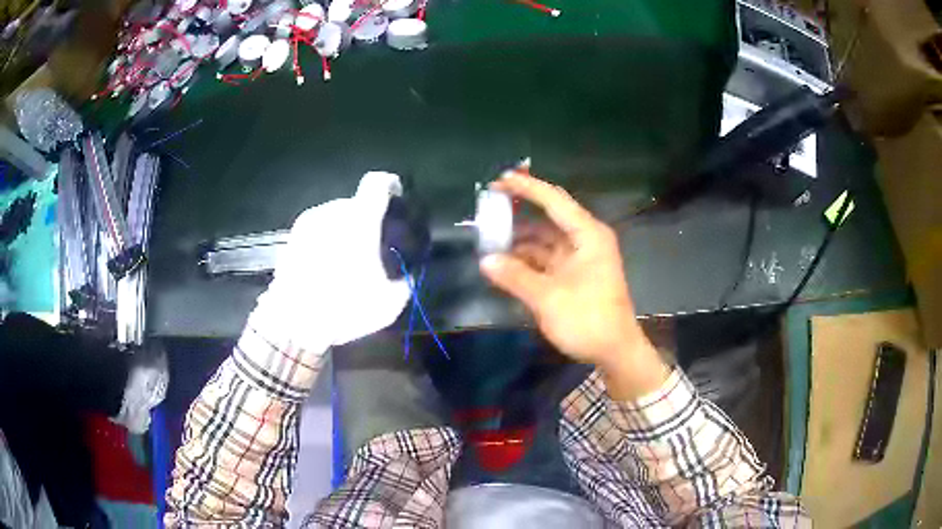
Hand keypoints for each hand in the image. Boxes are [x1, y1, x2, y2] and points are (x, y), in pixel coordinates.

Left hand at [251, 172, 409, 351]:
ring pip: (334, 216)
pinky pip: (317, 230)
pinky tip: (326, 267)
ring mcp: (307, 223)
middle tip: (372, 244)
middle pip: (355, 203)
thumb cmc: (342, 306)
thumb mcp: (388, 303)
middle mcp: (331, 212)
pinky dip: (326, 240)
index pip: (377, 183)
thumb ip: (405, 281)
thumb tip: (408, 275)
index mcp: (359, 220)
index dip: (390, 184)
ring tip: (347, 259)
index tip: (397, 195)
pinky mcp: (291, 238)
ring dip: (345, 230)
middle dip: (366, 218)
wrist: (292, 322)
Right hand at [480, 172, 668, 398]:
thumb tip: (485, 260)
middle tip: (489, 210)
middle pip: (548, 218)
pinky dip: (527, 261)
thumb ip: (515, 276)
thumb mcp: (548, 298)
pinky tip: (505, 264)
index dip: (527, 187)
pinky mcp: (575, 275)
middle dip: (519, 214)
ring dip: (520, 242)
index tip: (500, 179)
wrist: (615, 352)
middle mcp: (585, 240)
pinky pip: (547, 259)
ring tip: (490, 241)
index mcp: (587, 235)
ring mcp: (580, 258)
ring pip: (545, 240)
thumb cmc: (588, 320)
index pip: (554, 200)